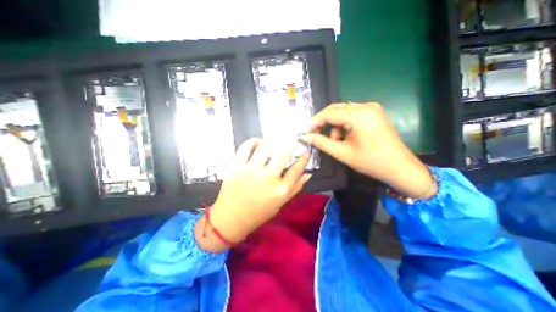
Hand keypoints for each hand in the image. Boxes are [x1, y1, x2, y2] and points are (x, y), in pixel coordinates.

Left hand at [195, 138, 310, 252]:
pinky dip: (254, 141)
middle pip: (283, 153)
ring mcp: (251, 170)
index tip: (306, 150)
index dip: (304, 157)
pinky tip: (258, 143)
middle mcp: (268, 177)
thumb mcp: (280, 203)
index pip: (297, 168)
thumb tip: (308, 173)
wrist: (231, 218)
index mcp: (280, 189)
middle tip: (293, 136)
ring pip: (265, 146)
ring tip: (274, 140)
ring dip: (272, 141)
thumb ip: (295, 187)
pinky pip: (247, 146)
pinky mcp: (236, 166)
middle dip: (291, 141)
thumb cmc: (258, 213)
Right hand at [303, 102, 435, 198]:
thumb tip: (306, 136)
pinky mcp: (373, 113)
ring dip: (335, 127)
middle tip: (316, 136)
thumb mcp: (343, 153)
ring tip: (337, 142)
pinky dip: (344, 126)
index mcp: (359, 115)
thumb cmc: (371, 162)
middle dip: (324, 123)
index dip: (315, 122)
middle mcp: (366, 106)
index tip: (305, 132)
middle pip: (336, 110)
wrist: (399, 168)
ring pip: (343, 113)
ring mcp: (371, 108)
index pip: (329, 113)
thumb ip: (322, 143)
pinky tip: (346, 138)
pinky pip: (351, 115)